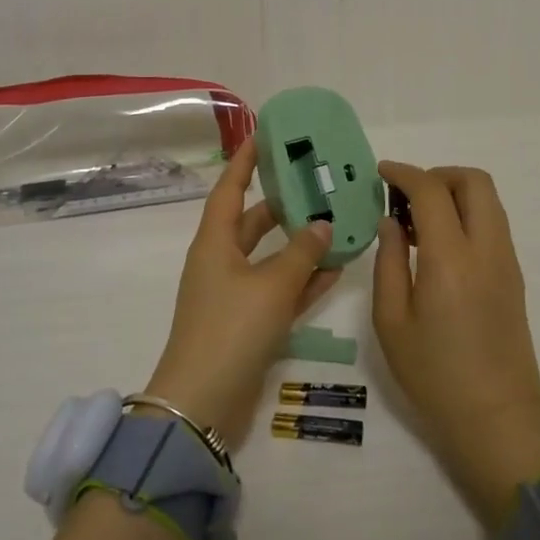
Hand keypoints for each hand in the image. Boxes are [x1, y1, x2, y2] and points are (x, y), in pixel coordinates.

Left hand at [145, 136, 340, 444]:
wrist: (203, 404)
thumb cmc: (231, 330)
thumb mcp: (271, 286)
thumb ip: (302, 253)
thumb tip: (322, 224)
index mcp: (214, 243)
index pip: (229, 188)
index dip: (245, 161)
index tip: (264, 136)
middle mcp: (221, 262)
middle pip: (253, 221)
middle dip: (282, 203)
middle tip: (316, 182)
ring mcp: (234, 294)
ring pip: (271, 257)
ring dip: (299, 243)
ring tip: (335, 221)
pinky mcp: (248, 323)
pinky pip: (279, 290)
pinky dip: (303, 279)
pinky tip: (336, 268)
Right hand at [373, 163, 539, 525]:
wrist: (496, 417)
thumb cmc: (433, 374)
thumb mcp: (391, 321)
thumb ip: (388, 262)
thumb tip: (391, 222)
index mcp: (450, 259)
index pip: (431, 191)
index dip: (404, 173)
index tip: (381, 173)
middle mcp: (486, 249)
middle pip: (474, 181)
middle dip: (437, 174)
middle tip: (405, 195)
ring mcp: (506, 261)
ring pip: (488, 199)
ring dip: (454, 192)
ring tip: (418, 220)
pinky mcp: (514, 275)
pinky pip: (493, 223)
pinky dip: (467, 213)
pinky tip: (439, 243)